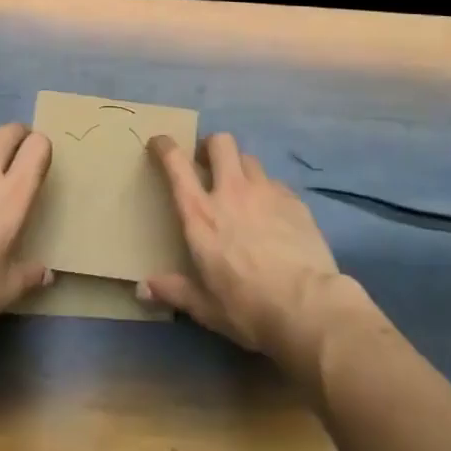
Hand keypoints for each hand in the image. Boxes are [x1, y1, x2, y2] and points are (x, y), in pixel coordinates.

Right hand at [139, 132, 349, 376]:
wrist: (307, 307)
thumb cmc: (247, 308)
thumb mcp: (205, 307)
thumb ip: (174, 291)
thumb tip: (143, 288)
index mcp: (201, 214)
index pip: (176, 164)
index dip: (165, 146)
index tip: (159, 143)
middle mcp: (231, 192)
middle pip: (220, 143)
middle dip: (211, 146)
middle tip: (208, 163)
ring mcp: (266, 192)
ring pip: (249, 158)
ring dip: (240, 167)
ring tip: (242, 189)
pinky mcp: (294, 200)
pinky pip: (275, 183)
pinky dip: (267, 191)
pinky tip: (272, 213)